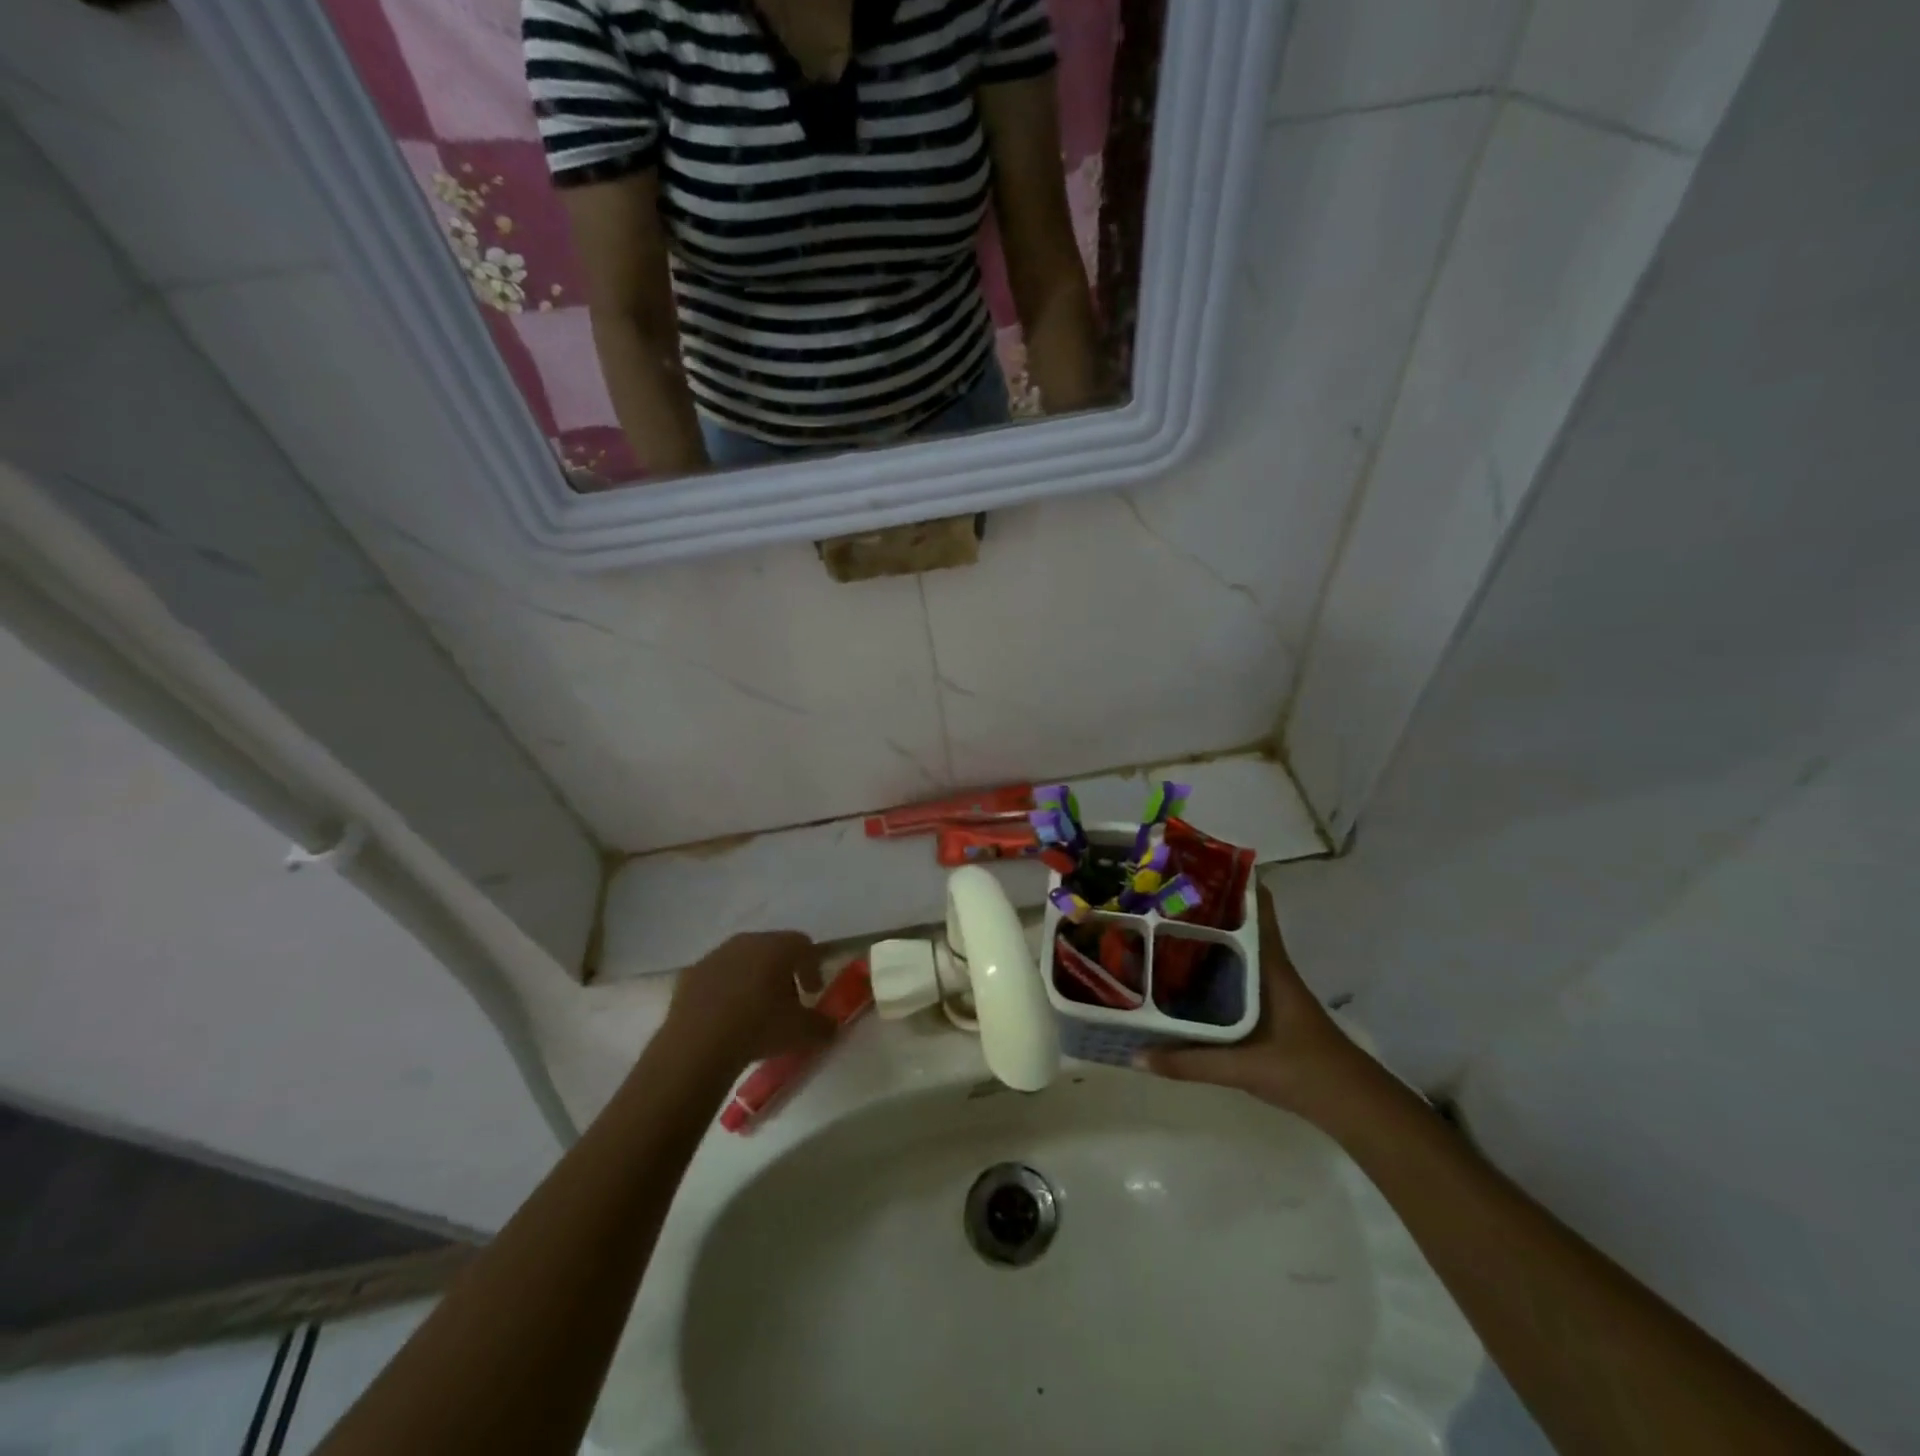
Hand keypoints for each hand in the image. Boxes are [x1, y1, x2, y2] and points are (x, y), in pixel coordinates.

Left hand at [664, 932, 834, 1075]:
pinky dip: (725, 991)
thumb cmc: (758, 1028)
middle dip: (782, 972)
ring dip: (752, 979)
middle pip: (772, 949)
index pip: (803, 944)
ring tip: (754, 1012)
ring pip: (742, 960)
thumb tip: (830, 1026)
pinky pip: (716, 977)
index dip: (812, 966)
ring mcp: (714, 956)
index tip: (813, 992)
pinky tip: (725, 1018)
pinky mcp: (689, 976)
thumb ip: (823, 1025)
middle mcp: (746, 942)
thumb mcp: (802, 1032)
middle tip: (786, 1002)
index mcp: (777, 947)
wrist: (696, 1046)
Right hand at [1137, 886, 1378, 1120]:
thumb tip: (1136, 1055)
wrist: (1352, 1105)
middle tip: (1155, 896)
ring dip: (1201, 936)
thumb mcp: (1244, 1067)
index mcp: (1269, 965)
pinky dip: (1206, 966)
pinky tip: (1177, 975)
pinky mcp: (1264, 1007)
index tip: (1191, 864)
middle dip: (1199, 907)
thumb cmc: (1304, 1071)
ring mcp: (1267, 986)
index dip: (1229, 878)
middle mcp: (1267, 967)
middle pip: (1235, 922)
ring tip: (1155, 927)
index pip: (1257, 905)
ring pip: (1231, 948)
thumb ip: (1189, 1062)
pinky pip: (1230, 973)